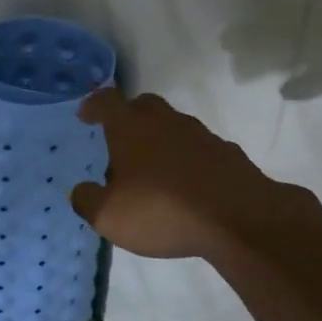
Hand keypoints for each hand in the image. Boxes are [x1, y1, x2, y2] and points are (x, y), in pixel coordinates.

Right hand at [69, 87, 317, 262]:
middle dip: (129, 116)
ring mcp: (201, 135)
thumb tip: (80, 190)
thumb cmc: (162, 209)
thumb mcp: (109, 216)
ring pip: (174, 126)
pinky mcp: (229, 155)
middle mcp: (165, 121)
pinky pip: (200, 150)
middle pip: (143, 105)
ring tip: (153, 169)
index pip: (106, 101)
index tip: (86, 115)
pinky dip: (188, 160)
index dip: (93, 105)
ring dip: (160, 140)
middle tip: (120, 139)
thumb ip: (87, 200)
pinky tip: (186, 185)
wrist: (240, 219)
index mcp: (130, 127)